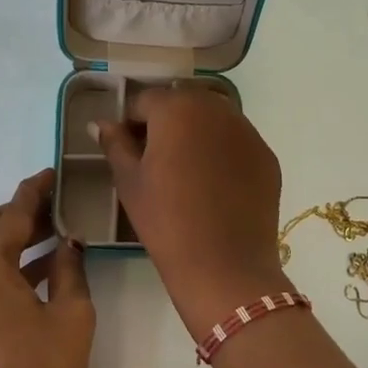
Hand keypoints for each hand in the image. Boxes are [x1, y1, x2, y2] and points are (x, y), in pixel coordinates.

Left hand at [0, 170, 93, 367]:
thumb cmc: (45, 365)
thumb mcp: (71, 312)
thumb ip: (70, 268)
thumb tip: (69, 242)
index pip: (11, 216)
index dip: (33, 192)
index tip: (50, 174)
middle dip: (15, 212)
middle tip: (49, 206)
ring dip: (8, 238)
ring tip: (49, 232)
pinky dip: (0, 263)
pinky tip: (36, 266)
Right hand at [97, 86, 287, 337]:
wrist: (224, 266)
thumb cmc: (166, 221)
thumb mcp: (129, 182)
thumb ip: (115, 143)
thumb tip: (101, 123)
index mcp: (177, 109)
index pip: (144, 101)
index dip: (131, 123)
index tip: (126, 151)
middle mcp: (216, 109)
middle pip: (182, 103)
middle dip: (166, 123)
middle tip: (155, 161)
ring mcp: (247, 132)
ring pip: (213, 119)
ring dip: (196, 133)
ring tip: (185, 172)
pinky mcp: (266, 156)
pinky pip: (236, 142)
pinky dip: (222, 152)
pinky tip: (214, 186)